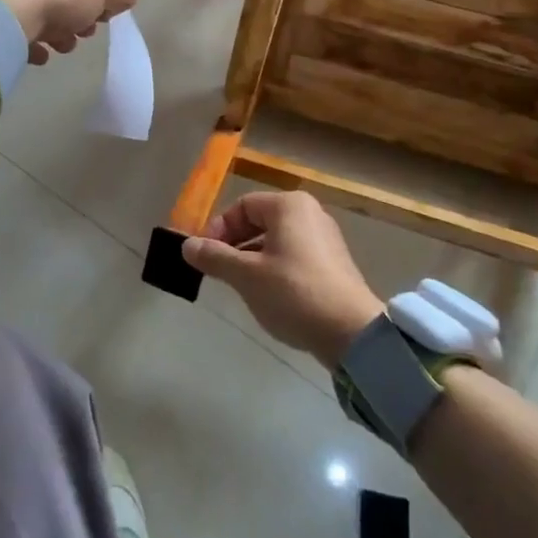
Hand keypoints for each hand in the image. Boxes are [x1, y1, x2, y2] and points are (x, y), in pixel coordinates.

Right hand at [182, 192, 383, 368]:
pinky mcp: (333, 263)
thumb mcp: (246, 276)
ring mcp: (324, 238)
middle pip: (259, 220)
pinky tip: (267, 295)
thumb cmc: (294, 293)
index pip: (242, 206)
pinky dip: (273, 268)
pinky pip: (292, 255)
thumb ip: (214, 257)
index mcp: (289, 205)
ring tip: (238, 286)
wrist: (351, 332)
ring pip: (275, 240)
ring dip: (251, 258)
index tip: (204, 256)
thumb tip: (186, 246)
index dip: (218, 228)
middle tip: (217, 271)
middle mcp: (309, 213)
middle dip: (233, 244)